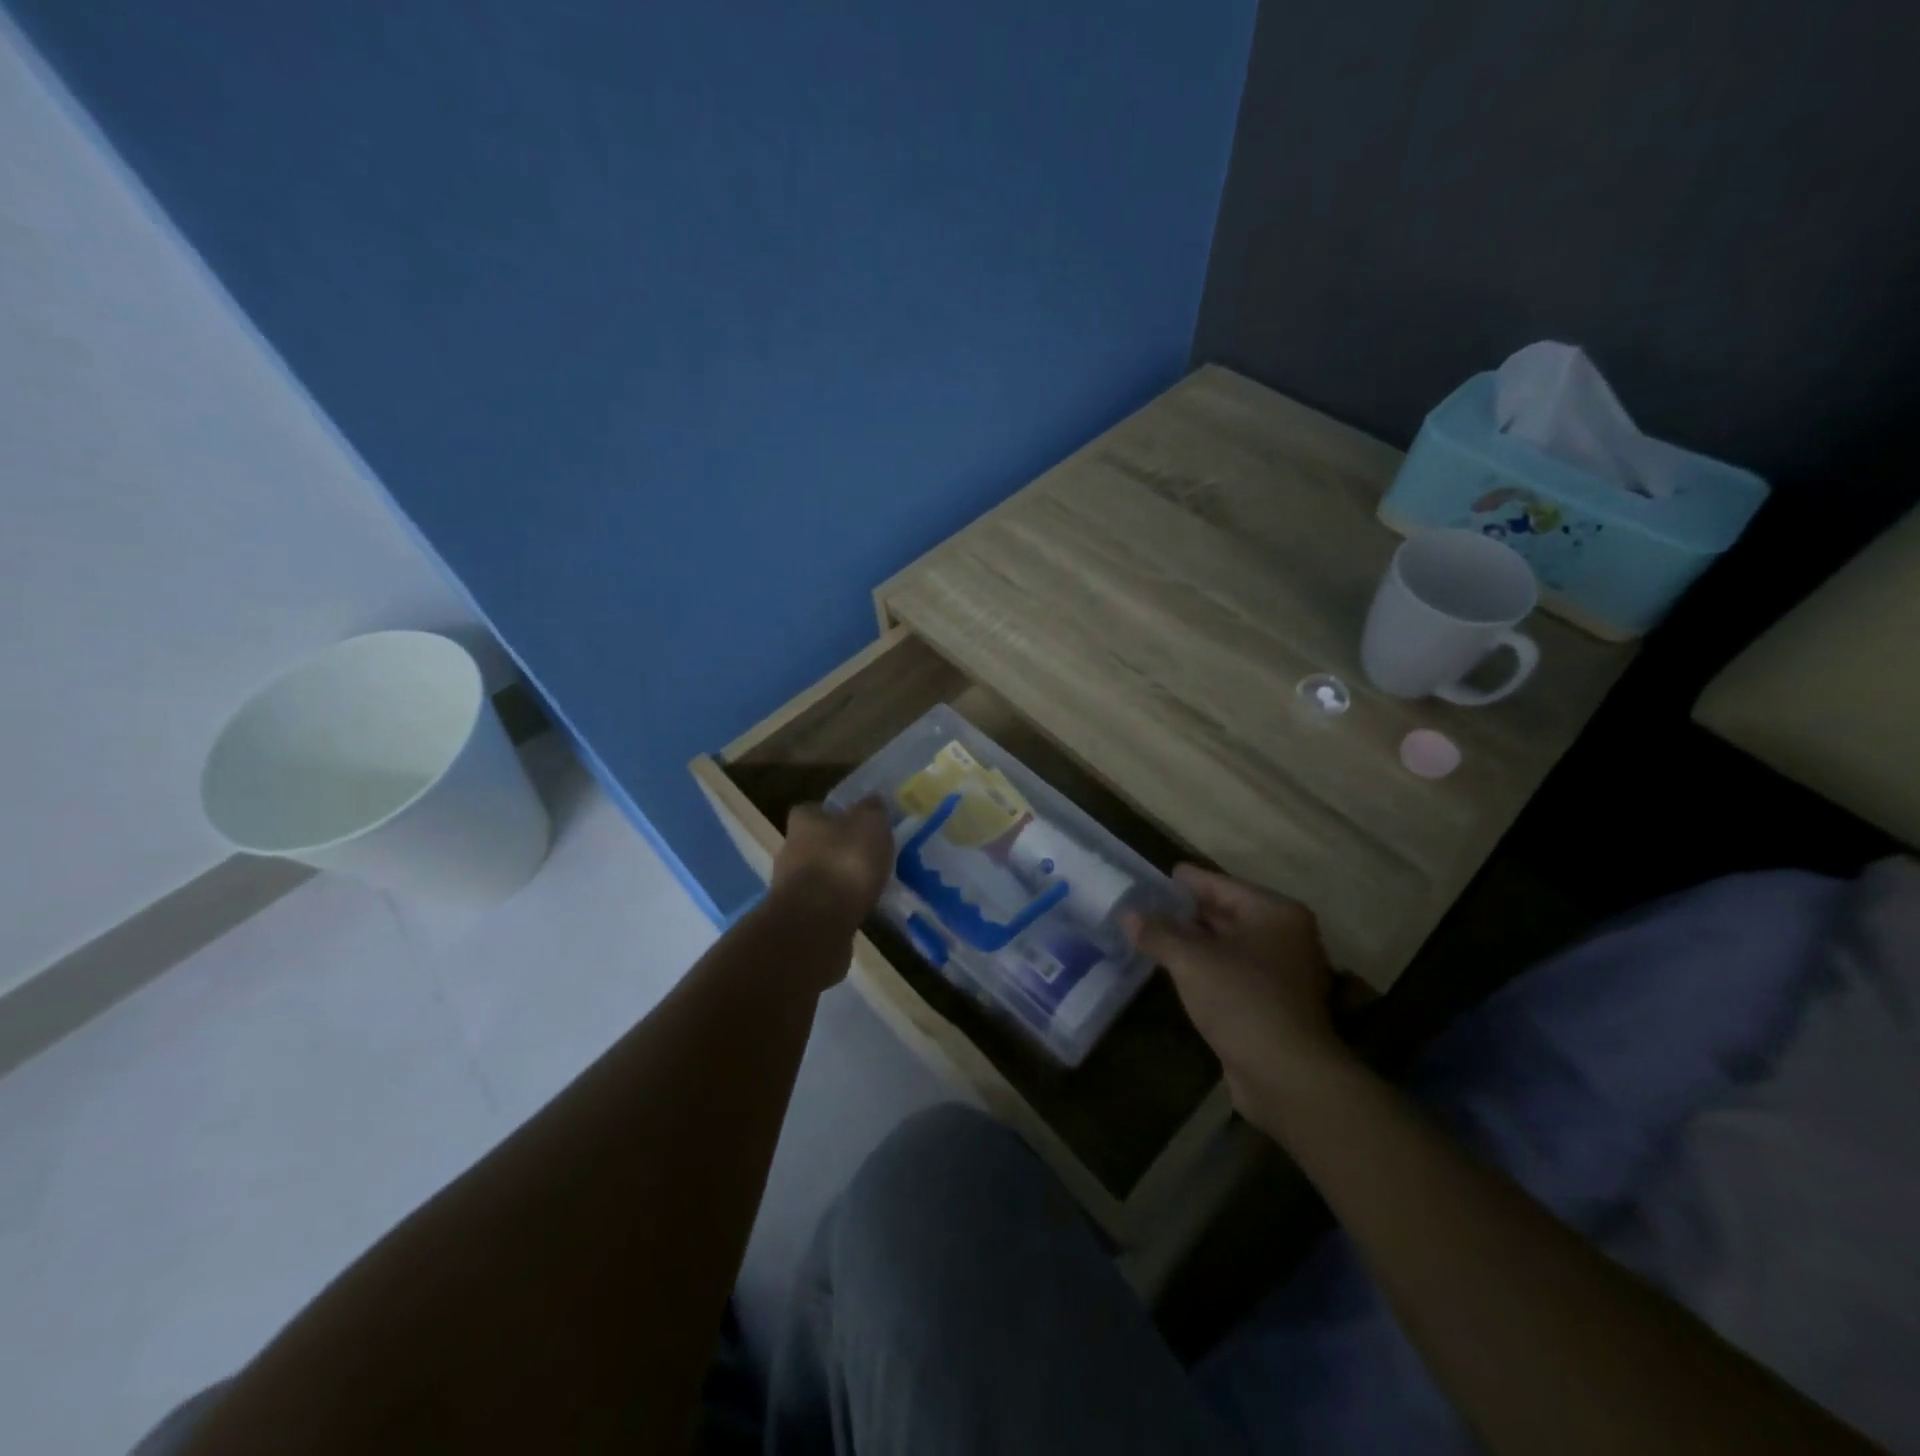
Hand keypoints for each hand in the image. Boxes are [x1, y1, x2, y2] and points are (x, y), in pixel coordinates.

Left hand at [771, 797, 893, 933]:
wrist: (816, 922)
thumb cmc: (845, 862)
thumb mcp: (870, 824)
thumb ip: (872, 810)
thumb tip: (871, 801)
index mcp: (804, 821)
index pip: (812, 810)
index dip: (832, 815)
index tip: (853, 823)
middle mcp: (789, 849)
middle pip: (813, 843)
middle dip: (835, 849)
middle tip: (865, 856)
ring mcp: (788, 886)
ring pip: (816, 875)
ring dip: (836, 879)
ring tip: (865, 886)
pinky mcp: (796, 917)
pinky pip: (820, 904)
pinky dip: (835, 905)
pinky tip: (857, 909)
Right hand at [1125, 866, 1354, 1130]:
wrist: (1287, 1076)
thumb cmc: (1242, 1001)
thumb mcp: (1190, 960)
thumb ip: (1158, 932)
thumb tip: (1127, 914)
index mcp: (1274, 913)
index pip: (1221, 885)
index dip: (1187, 881)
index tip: (1157, 876)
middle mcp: (1285, 936)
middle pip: (1227, 914)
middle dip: (1187, 912)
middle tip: (1147, 905)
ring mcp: (1283, 973)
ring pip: (1229, 946)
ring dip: (1194, 943)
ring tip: (1153, 935)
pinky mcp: (1274, 1005)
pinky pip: (1232, 973)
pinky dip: (1206, 968)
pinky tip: (1176, 971)